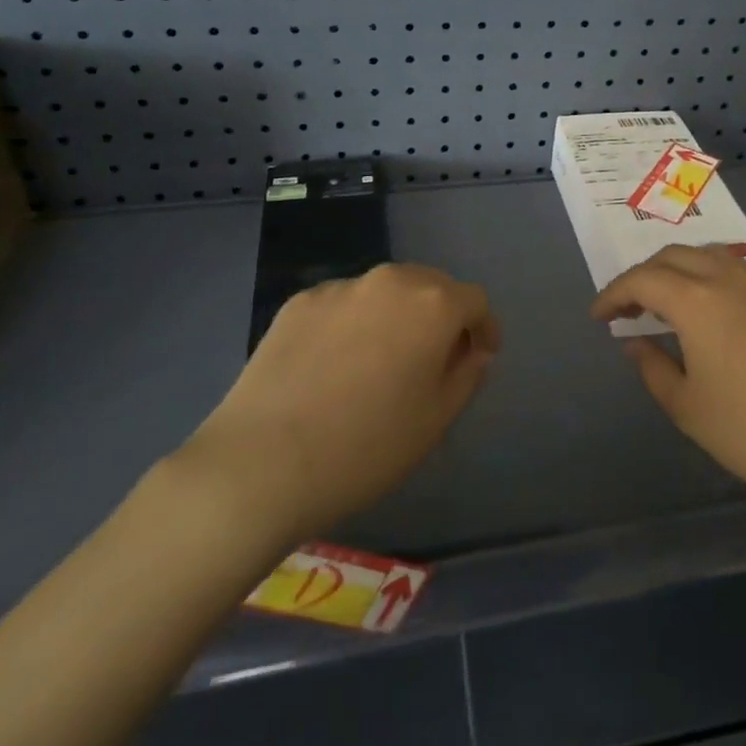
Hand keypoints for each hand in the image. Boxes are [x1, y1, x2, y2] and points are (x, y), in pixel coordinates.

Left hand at [183, 263, 498, 540]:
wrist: (262, 463)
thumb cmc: (366, 447)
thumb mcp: (436, 420)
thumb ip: (467, 375)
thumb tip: (473, 351)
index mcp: (432, 304)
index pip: (475, 300)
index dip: (484, 327)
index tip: (479, 356)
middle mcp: (390, 281)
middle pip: (430, 285)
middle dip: (442, 315)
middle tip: (434, 358)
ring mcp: (340, 288)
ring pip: (384, 292)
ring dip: (396, 316)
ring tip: (381, 361)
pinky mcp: (299, 303)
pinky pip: (343, 305)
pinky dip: (353, 324)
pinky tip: (335, 366)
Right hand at [592, 246, 745, 523]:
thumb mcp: (690, 409)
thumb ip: (653, 369)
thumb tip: (634, 342)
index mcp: (698, 300)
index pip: (643, 279)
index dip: (614, 293)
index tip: (597, 316)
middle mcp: (728, 279)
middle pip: (674, 256)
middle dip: (642, 275)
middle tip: (627, 308)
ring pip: (707, 255)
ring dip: (676, 270)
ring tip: (664, 304)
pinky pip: (734, 271)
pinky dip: (706, 277)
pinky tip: (707, 312)